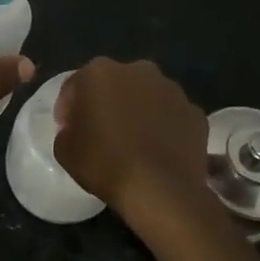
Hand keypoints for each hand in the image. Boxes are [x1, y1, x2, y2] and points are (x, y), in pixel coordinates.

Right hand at [53, 58, 208, 216]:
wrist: (160, 190)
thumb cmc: (105, 164)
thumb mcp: (64, 150)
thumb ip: (67, 129)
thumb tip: (76, 127)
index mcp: (100, 72)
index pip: (76, 85)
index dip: (68, 107)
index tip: (68, 128)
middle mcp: (138, 70)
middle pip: (114, 83)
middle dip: (106, 101)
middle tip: (100, 131)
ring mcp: (171, 89)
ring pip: (146, 96)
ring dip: (137, 111)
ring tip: (133, 141)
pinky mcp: (195, 111)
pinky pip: (171, 115)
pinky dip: (164, 126)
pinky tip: (158, 149)